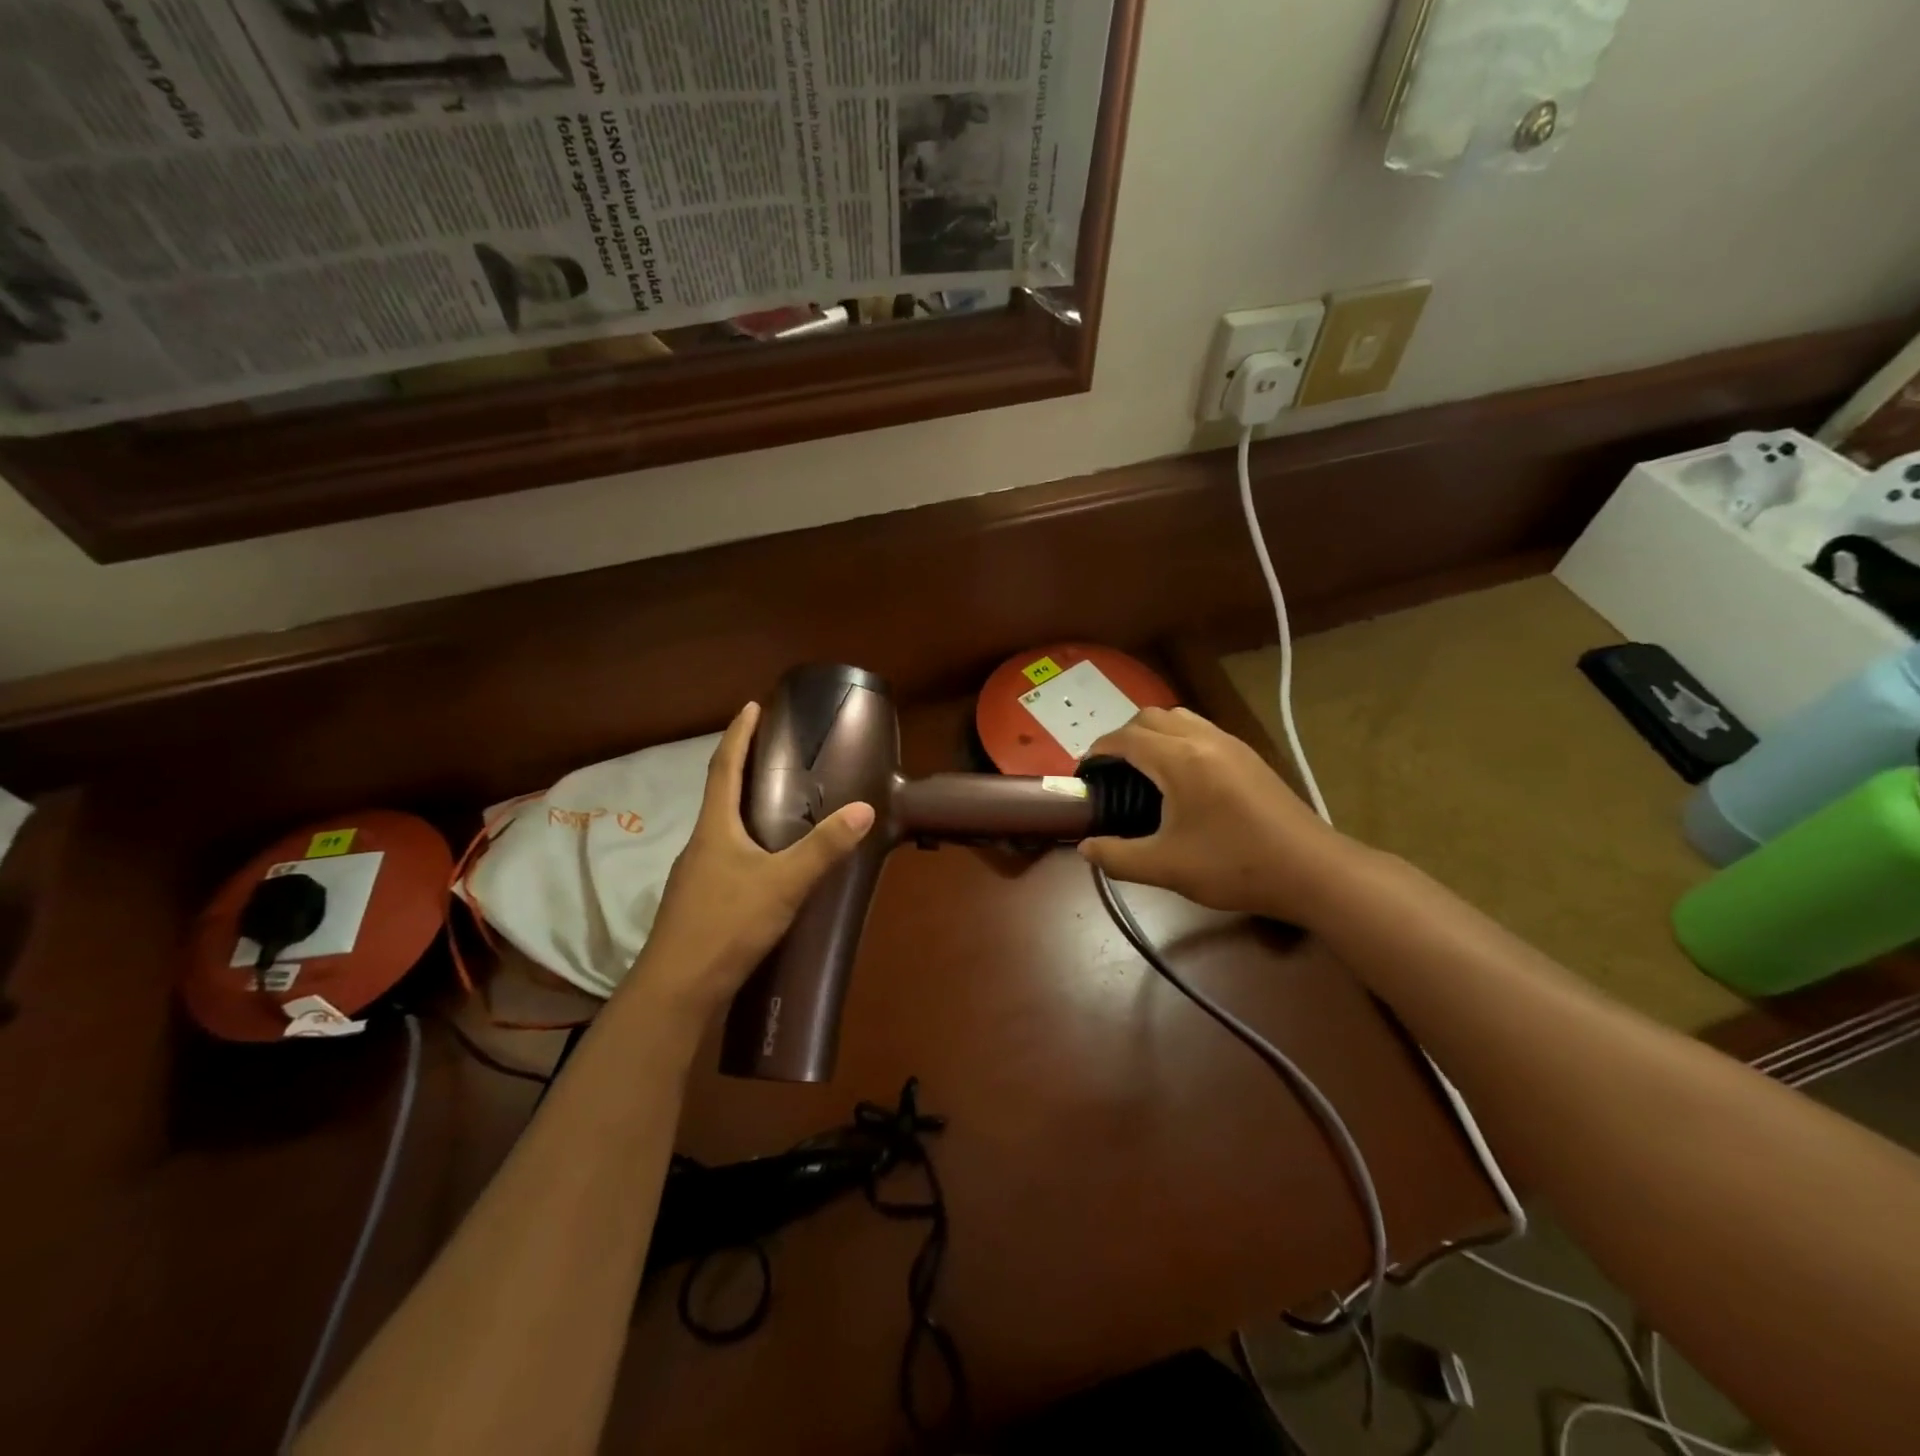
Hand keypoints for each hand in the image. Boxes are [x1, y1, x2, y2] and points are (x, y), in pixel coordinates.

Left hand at [625, 702, 873, 1017]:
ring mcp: (695, 875)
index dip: (738, 735)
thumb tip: (864, 809)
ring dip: (742, 807)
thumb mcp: (783, 883)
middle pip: (719, 794)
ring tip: (775, 802)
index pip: (724, 767)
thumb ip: (824, 848)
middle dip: (742, 767)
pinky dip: (744, 842)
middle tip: (774, 751)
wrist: (677, 989)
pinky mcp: (699, 902)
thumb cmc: (727, 924)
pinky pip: (724, 856)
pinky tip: (763, 862)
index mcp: (715, 828)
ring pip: (721, 829)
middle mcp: (700, 844)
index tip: (751, 706)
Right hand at [1078, 707, 1363, 924]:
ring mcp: (1230, 743)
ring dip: (1152, 733)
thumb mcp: (1166, 868)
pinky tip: (1181, 778)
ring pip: (1178, 717)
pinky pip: (1200, 729)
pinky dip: (1177, 739)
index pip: (1126, 737)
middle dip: (1122, 737)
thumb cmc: (1234, 866)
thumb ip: (1118, 857)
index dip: (1098, 750)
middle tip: (1112, 772)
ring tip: (1143, 769)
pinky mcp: (1248, 755)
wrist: (1311, 870)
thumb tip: (1086, 848)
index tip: (1085, 773)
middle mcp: (1204, 739)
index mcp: (1180, 760)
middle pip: (1150, 716)